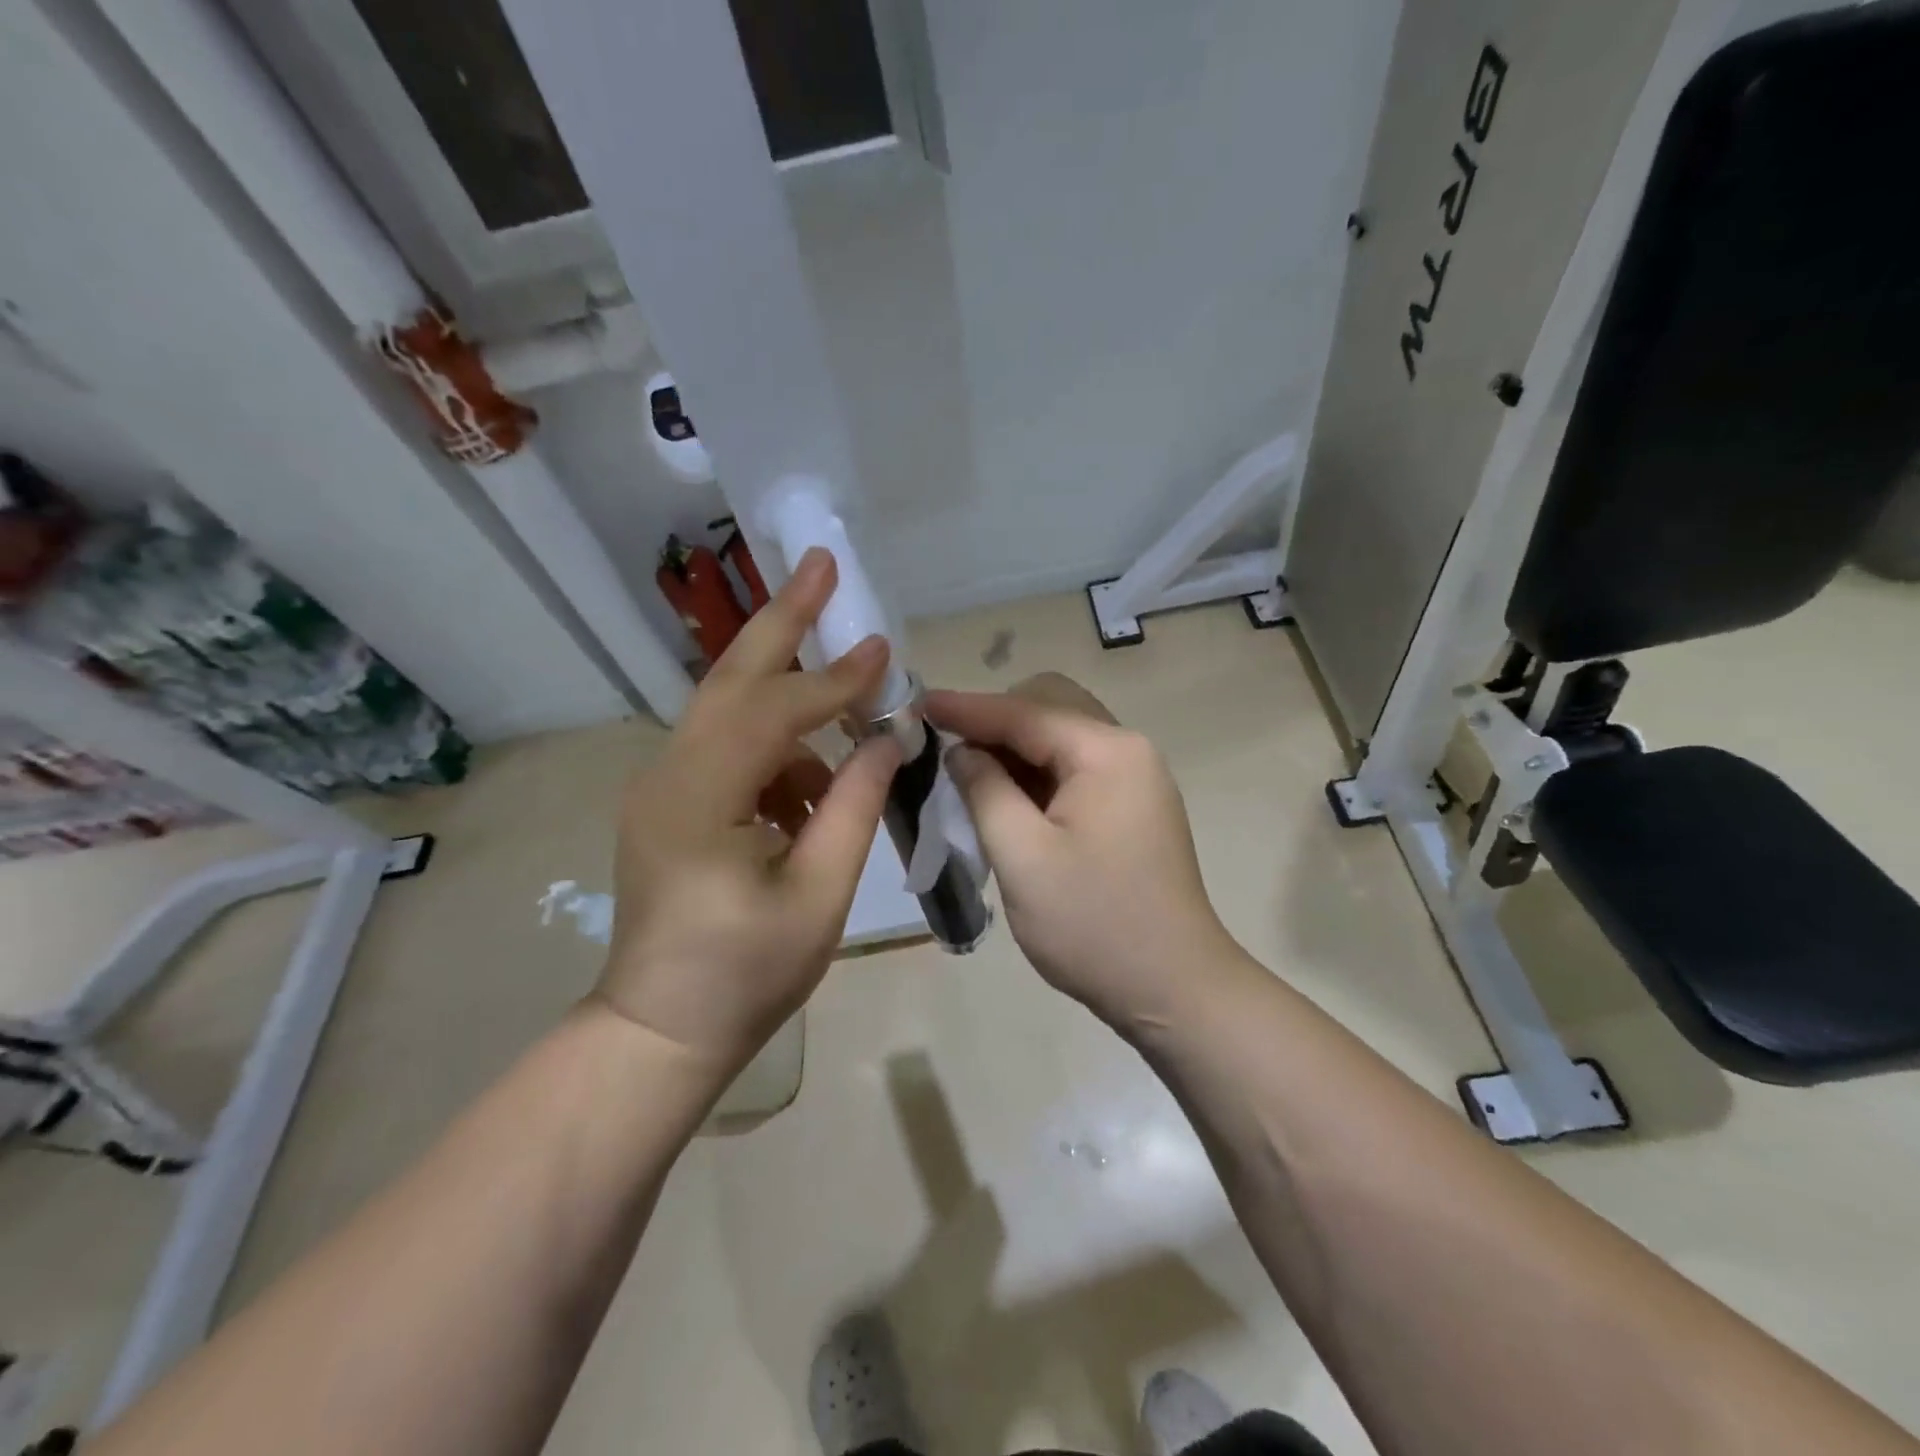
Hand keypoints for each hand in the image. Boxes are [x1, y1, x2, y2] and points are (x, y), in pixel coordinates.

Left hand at [598, 548, 901, 1072]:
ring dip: (791, 697)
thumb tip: (888, 739)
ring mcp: (661, 785)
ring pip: (728, 707)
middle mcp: (667, 775)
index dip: (835, 681)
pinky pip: (729, 748)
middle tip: (822, 566)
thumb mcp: (819, 894)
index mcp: (698, 800)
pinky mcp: (669, 800)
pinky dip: (778, 750)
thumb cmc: (745, 974)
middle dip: (782, 620)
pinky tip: (813, 790)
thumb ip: (856, 806)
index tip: (885, 650)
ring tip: (849, 712)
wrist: (661, 1029)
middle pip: (730, 677)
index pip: (774, 713)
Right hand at [925, 674, 1241, 1034]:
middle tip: (946, 749)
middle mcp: (1128, 751)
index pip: (1025, 712)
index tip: (916, 704)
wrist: (1174, 990)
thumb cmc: (1094, 925)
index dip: (966, 707)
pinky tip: (1006, 799)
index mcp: (1107, 753)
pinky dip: (1036, 775)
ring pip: (1060, 739)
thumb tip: (962, 750)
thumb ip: (985, 790)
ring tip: (966, 775)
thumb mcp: (1023, 857)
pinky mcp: (1131, 807)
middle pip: (1049, 709)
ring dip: (1014, 750)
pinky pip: (1074, 770)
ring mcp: (1135, 780)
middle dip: (995, 722)